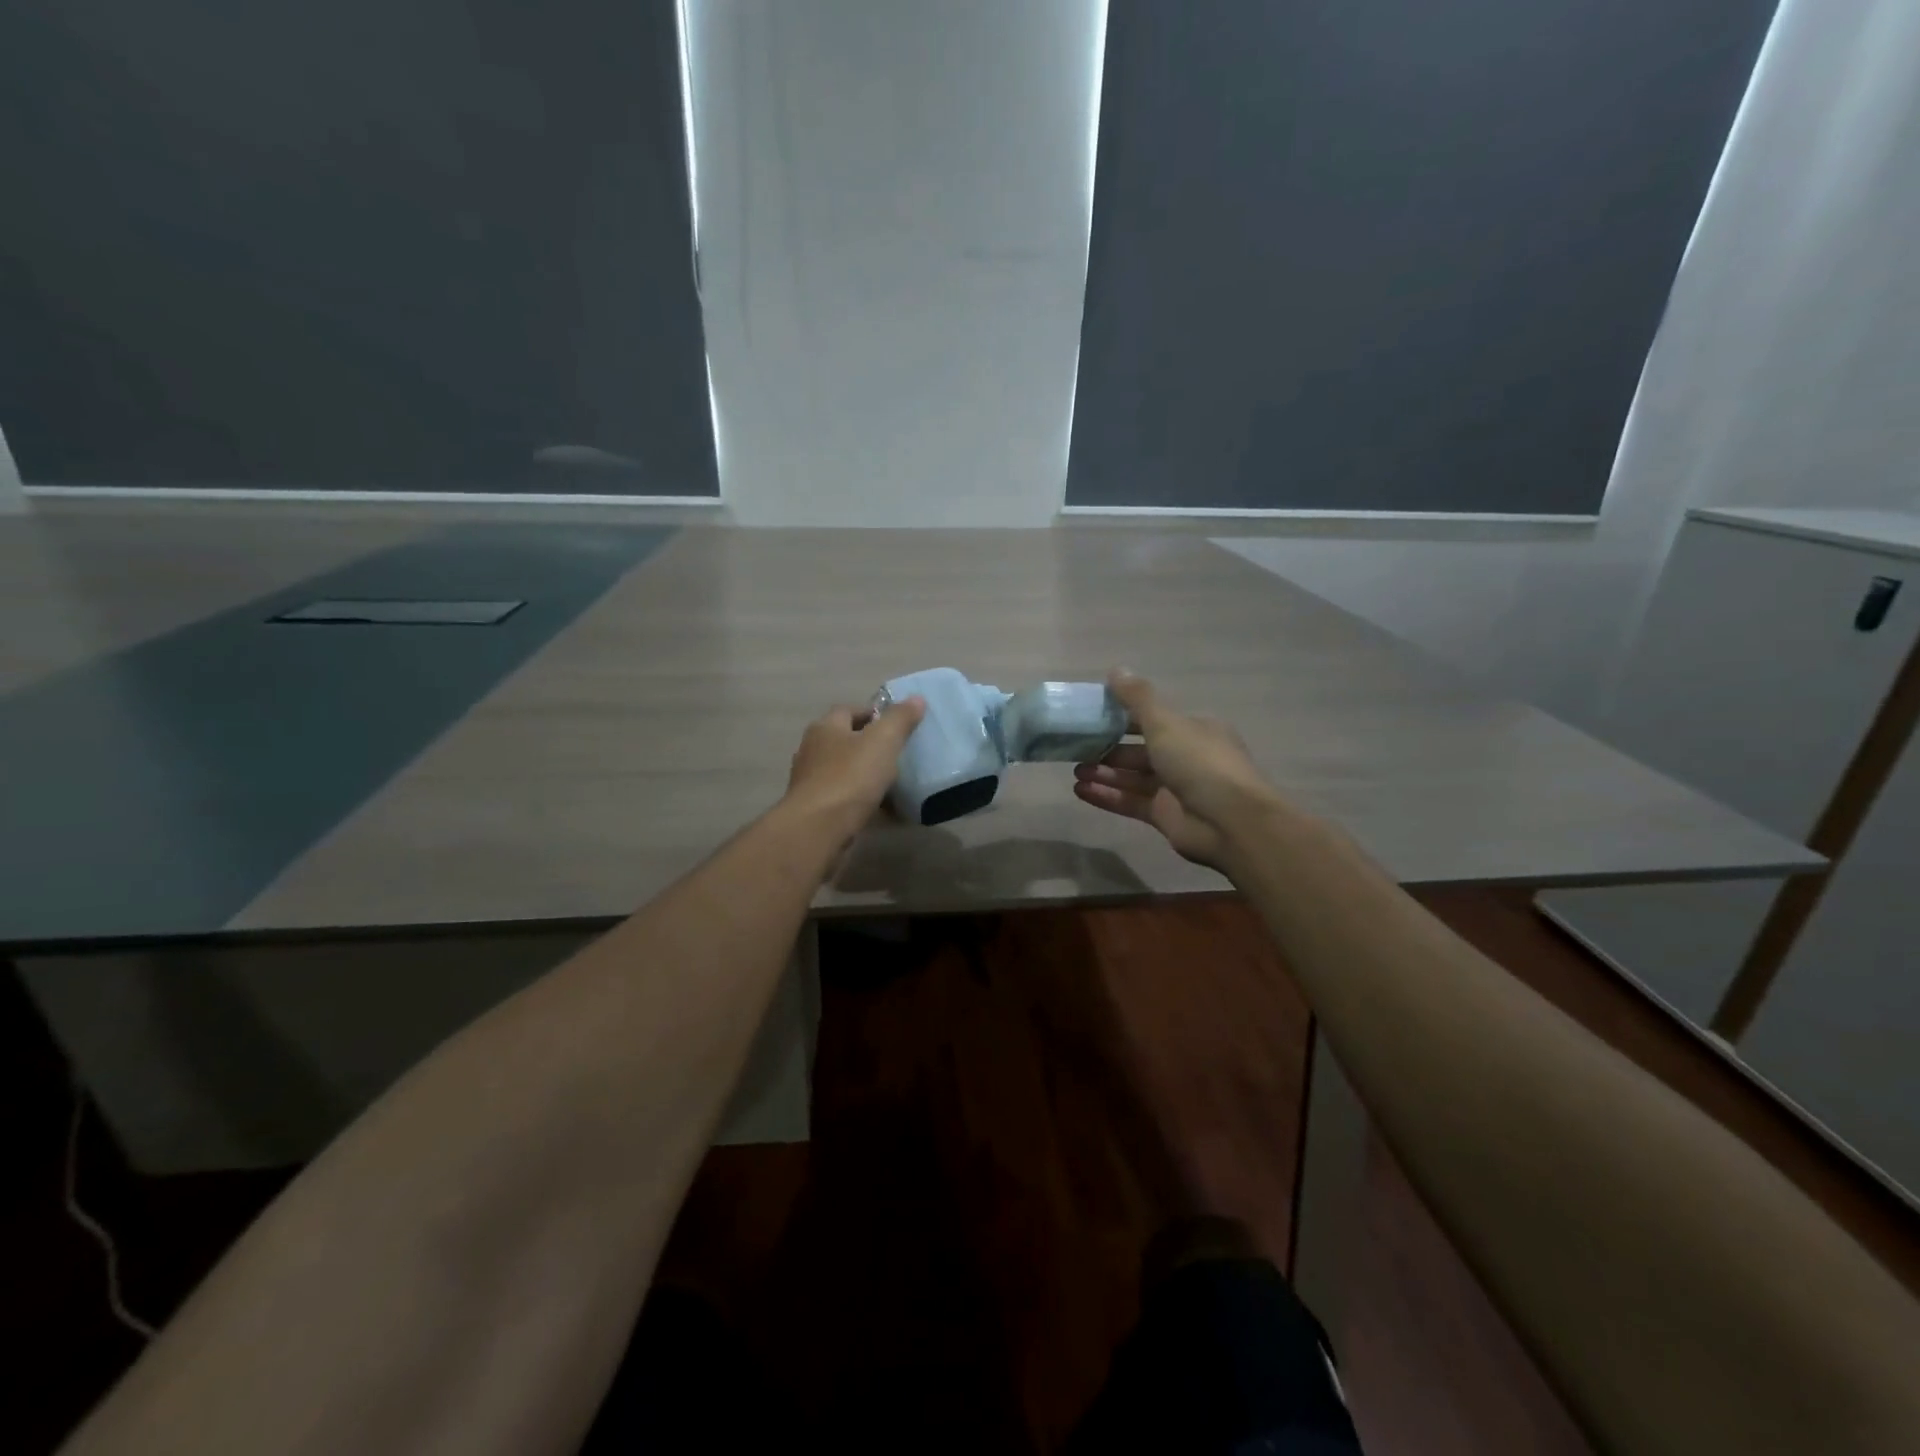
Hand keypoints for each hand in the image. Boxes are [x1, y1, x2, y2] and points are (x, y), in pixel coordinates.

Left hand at [784, 696, 926, 837]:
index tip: (896, 725)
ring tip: (890, 781)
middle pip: (843, 740)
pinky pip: (841, 797)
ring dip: (861, 773)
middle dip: (867, 744)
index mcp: (825, 727)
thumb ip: (900, 719)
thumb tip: (916, 698)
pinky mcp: (813, 809)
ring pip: (841, 769)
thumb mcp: (882, 741)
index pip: (848, 710)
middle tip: (896, 753)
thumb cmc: (850, 777)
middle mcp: (811, 750)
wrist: (817, 829)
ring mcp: (809, 781)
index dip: (872, 713)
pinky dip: (857, 798)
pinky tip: (877, 808)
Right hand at [1072, 669, 1278, 870]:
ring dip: (1104, 773)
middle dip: (1109, 748)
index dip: (1122, 716)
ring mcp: (1175, 789)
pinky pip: (1130, 802)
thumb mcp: (1165, 723)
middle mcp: (1186, 757)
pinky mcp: (1165, 816)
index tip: (1092, 716)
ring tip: (1075, 770)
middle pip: (1140, 749)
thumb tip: (1115, 669)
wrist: (1230, 822)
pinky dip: (1107, 796)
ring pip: (1133, 777)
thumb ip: (1137, 698)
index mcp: (1193, 729)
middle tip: (1077, 748)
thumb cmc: (1199, 762)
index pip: (1153, 718)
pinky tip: (1080, 791)